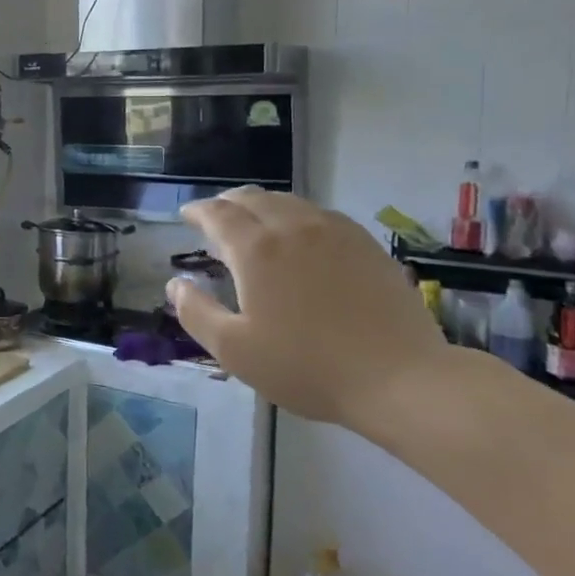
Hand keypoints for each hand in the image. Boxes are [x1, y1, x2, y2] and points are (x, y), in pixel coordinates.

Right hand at [165, 189, 445, 425]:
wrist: (398, 377)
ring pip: (287, 201)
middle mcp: (292, 226)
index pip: (218, 214)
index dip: (198, 211)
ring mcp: (334, 231)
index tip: (186, 215)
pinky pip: (319, 214)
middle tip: (215, 217)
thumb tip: (176, 284)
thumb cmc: (307, 367)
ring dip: (261, 205)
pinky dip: (296, 215)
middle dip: (227, 203)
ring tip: (254, 222)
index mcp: (256, 249)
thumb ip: (196, 313)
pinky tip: (300, 235)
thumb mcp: (235, 351)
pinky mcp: (365, 243)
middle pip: (252, 198)